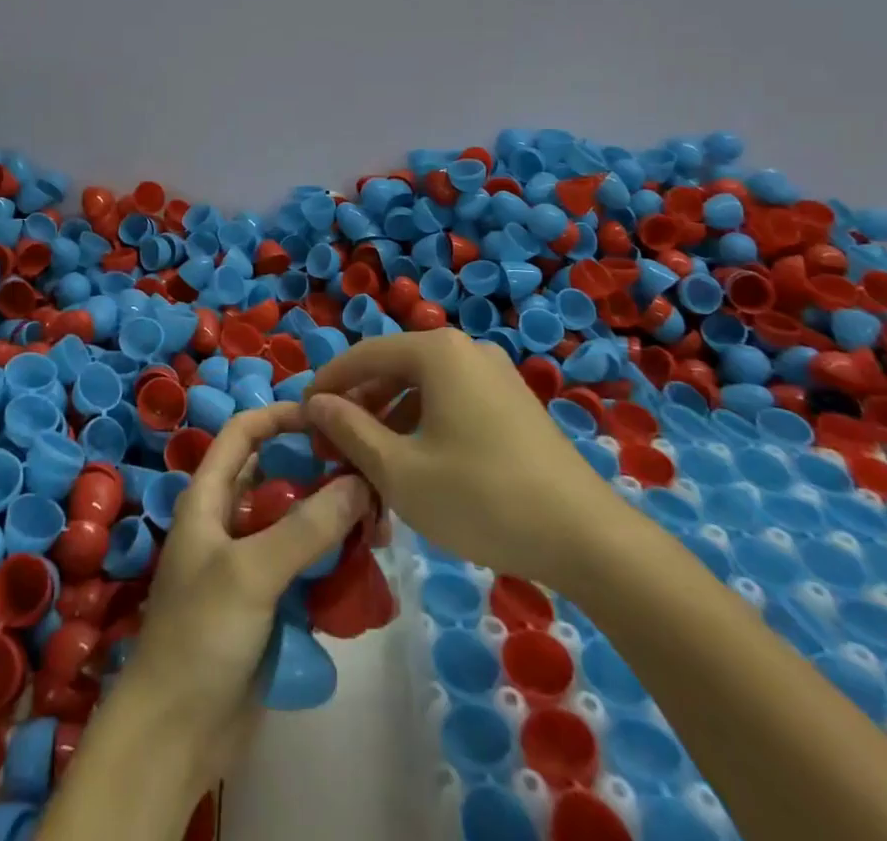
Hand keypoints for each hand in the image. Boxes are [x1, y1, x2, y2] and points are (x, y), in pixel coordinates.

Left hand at [111, 403, 371, 788]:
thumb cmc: (200, 636)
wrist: (175, 736)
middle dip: (320, 472)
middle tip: (369, 474)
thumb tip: (360, 482)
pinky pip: (305, 566)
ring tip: (378, 523)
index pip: (243, 433)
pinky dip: (332, 560)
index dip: (280, 416)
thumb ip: (306, 528)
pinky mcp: (268, 602)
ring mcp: (249, 564)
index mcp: (208, 498)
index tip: (328, 416)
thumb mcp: (250, 573)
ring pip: (297, 523)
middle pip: (278, 477)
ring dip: (333, 519)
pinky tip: (366, 566)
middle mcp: (228, 521)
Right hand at [303, 329, 617, 587]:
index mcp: (437, 351)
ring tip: (367, 462)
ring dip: (388, 419)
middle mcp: (465, 349)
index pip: (363, 355)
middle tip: (333, 446)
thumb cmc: (480, 497)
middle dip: (359, 405)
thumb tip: (316, 404)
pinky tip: (413, 465)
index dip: (327, 383)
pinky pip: (451, 401)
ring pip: (422, 387)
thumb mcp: (400, 470)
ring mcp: (494, 374)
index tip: (301, 417)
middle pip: (393, 368)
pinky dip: (422, 425)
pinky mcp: (512, 402)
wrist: (585, 537)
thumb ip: (350, 430)